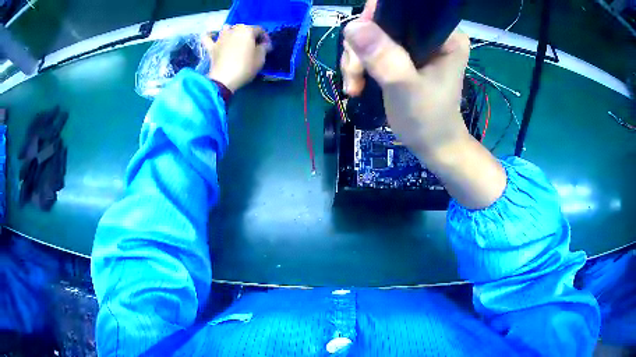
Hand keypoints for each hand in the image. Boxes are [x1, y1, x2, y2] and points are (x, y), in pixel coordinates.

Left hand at [202, 25, 271, 91]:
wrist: (224, 79)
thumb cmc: (245, 67)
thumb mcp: (261, 58)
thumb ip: (264, 48)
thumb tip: (264, 44)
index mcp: (247, 31)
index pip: (260, 30)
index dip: (265, 38)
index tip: (267, 47)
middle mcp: (233, 30)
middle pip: (244, 28)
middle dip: (250, 35)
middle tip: (253, 46)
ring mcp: (220, 38)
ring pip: (227, 29)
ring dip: (232, 31)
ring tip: (235, 40)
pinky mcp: (211, 47)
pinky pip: (207, 38)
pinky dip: (210, 36)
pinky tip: (213, 36)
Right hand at [342, 20, 470, 155]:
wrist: (432, 146)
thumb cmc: (428, 121)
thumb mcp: (407, 89)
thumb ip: (385, 58)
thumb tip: (353, 26)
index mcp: (445, 35)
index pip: (405, 9)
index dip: (375, 18)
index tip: (360, 44)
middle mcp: (431, 33)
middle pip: (382, 21)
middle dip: (361, 47)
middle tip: (356, 74)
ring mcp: (415, 44)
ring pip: (371, 35)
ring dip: (355, 60)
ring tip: (355, 86)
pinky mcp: (402, 55)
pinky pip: (370, 49)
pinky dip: (358, 66)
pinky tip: (356, 86)